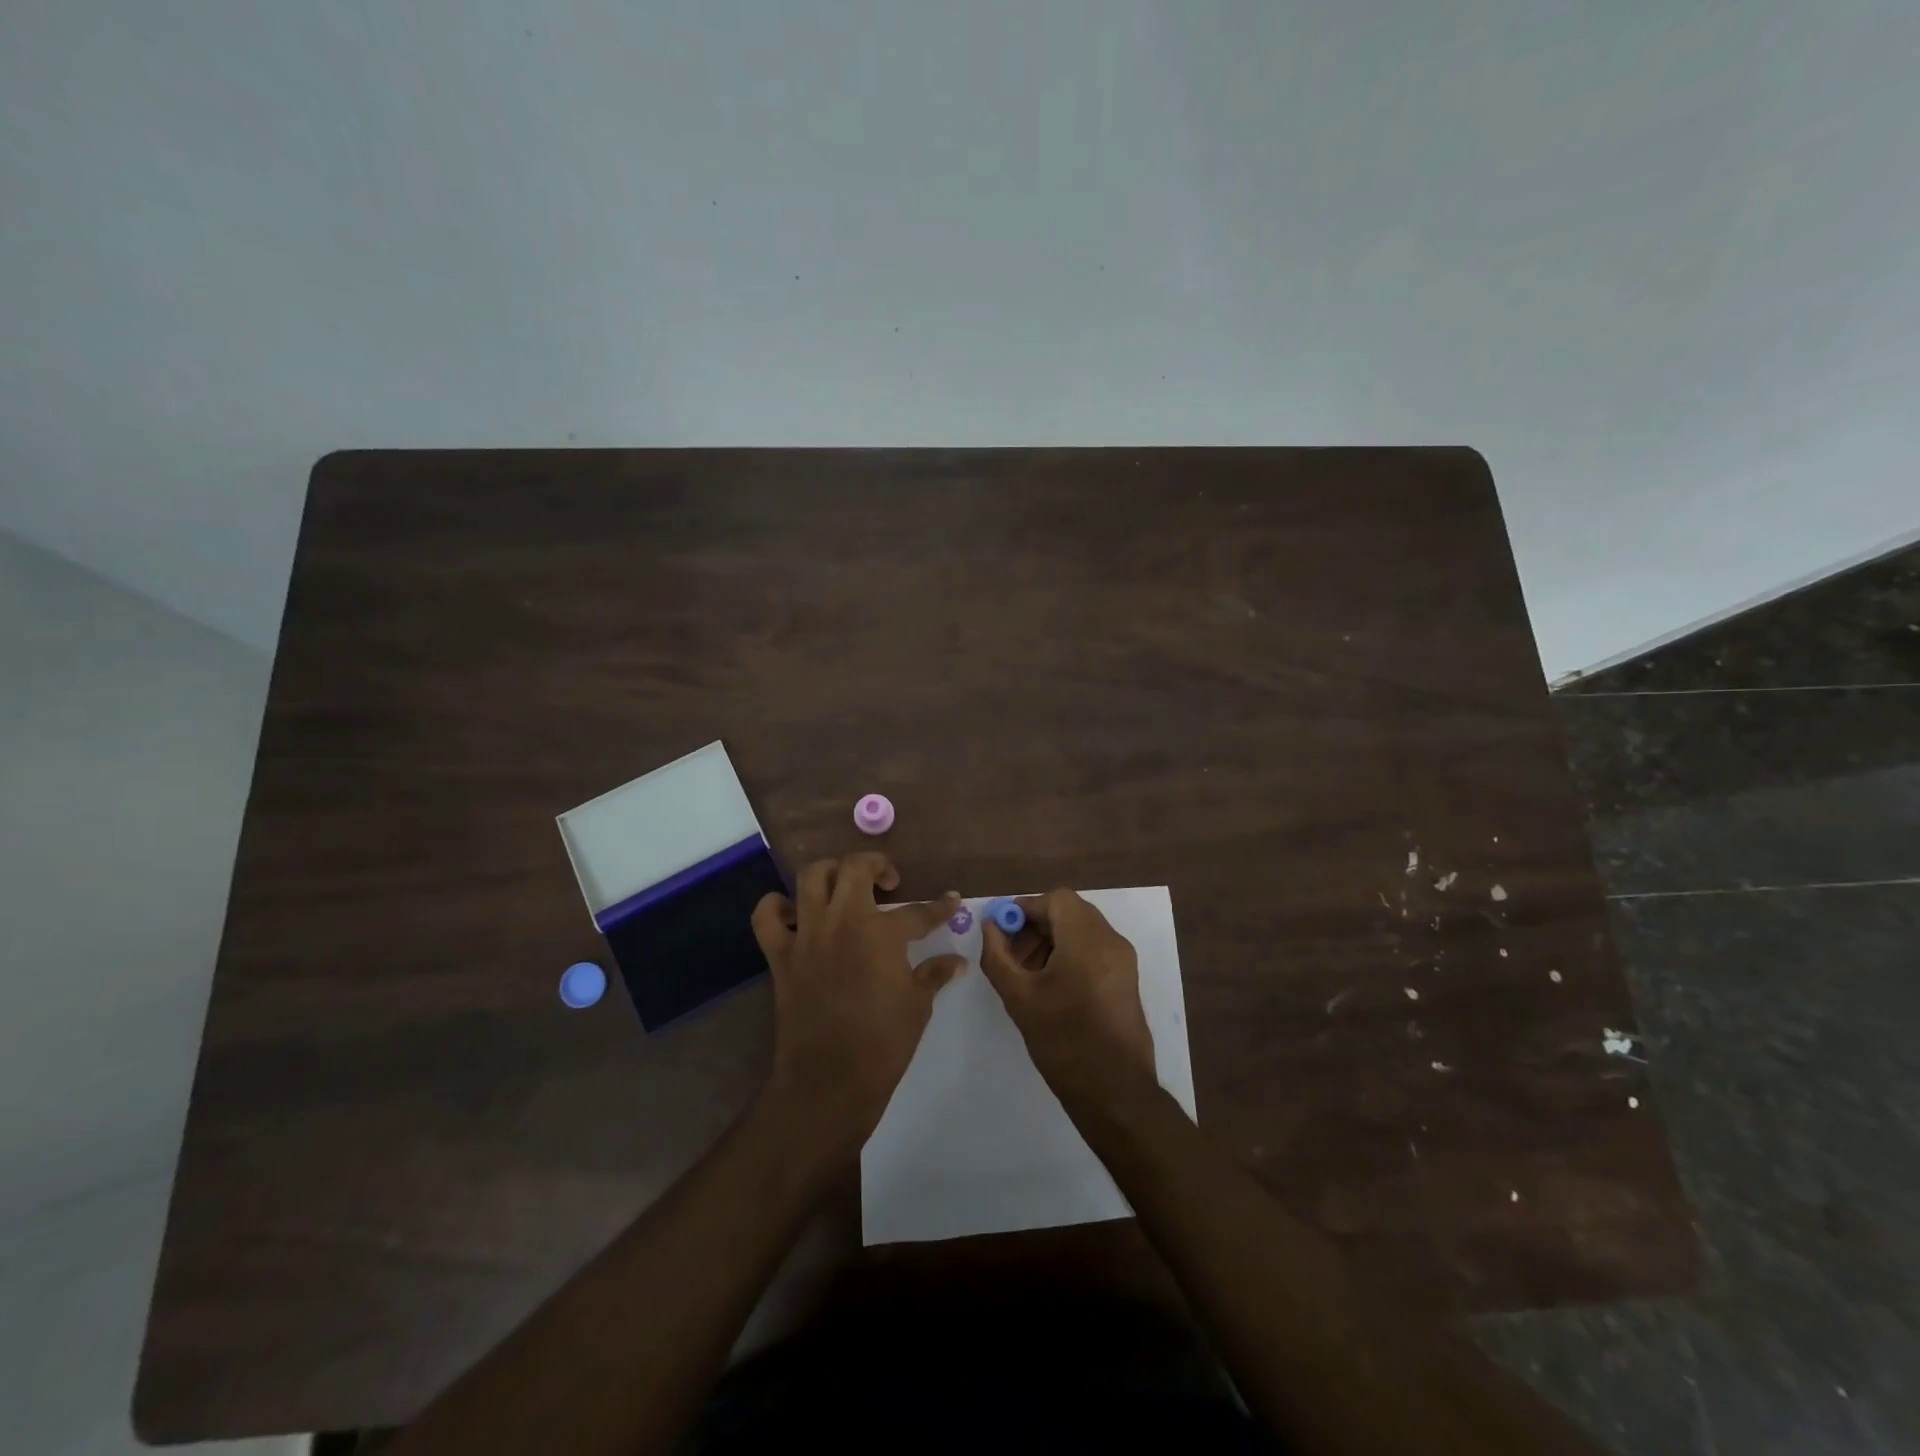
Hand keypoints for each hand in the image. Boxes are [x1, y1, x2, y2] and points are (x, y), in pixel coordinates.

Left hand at [750, 854, 964, 1162]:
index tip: (950, 901)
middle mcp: (842, 922)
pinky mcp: (780, 955)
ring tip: (844, 887)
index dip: (940, 907)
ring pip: (812, 877)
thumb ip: (934, 974)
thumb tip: (956, 961)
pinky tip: (795, 913)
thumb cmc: (882, 1044)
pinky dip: (777, 906)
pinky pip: (767, 916)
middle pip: (856, 868)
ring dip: (831, 872)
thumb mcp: (917, 1006)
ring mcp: (807, 935)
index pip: (919, 912)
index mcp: (882, 934)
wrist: (828, 1081)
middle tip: (889, 883)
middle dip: (877, 866)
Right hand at [979, 888, 1157, 1113]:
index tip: (1002, 929)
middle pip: (1070, 912)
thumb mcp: (1019, 998)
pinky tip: (1050, 984)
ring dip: (1052, 939)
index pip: (1056, 900)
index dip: (1026, 908)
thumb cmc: (1063, 1041)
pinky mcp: (1127, 978)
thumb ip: (998, 956)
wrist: (1114, 1091)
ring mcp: (1124, 960)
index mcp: (1087, 940)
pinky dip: (1070, 953)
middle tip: (1011, 952)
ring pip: (1082, 930)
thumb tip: (990, 926)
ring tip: (1027, 972)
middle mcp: (1111, 941)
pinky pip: (1095, 948)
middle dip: (1037, 925)